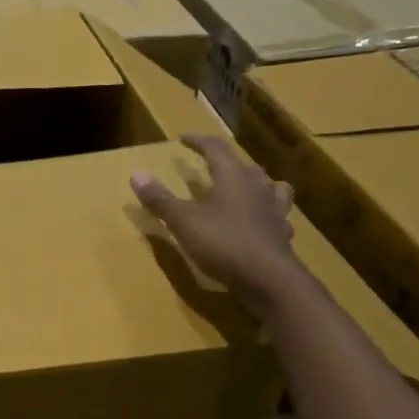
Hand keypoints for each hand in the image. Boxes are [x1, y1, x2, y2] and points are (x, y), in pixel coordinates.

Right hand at [131, 134, 303, 310]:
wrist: (269, 280)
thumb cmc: (223, 243)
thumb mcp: (183, 221)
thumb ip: (160, 199)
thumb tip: (136, 173)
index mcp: (233, 178)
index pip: (216, 149)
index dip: (199, 141)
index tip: (183, 138)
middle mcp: (258, 188)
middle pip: (244, 166)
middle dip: (226, 162)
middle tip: (212, 163)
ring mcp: (275, 212)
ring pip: (271, 187)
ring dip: (257, 183)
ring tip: (247, 187)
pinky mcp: (282, 235)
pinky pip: (278, 216)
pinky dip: (268, 214)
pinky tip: (262, 223)